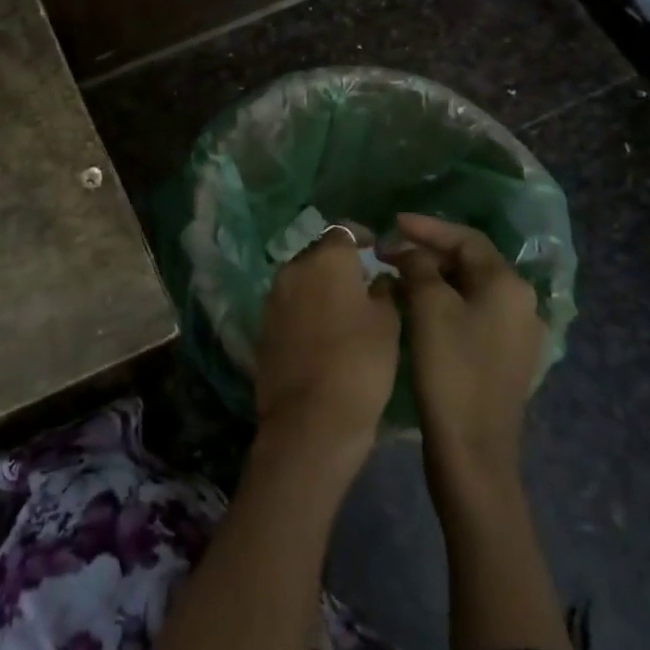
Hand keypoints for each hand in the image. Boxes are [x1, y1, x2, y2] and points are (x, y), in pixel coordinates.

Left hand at [256, 228, 399, 458]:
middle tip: (363, 283)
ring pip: (301, 279)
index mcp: (326, 259)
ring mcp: (273, 297)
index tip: (376, 250)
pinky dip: (304, 309)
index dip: (362, 237)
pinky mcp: (263, 325)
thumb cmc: (360, 363)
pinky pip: (288, 305)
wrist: (311, 418)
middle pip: (318, 254)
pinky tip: (322, 332)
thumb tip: (378, 277)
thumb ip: (383, 291)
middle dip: (338, 263)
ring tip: (344, 309)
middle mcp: (293, 268)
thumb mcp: (387, 324)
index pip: (343, 231)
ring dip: (319, 286)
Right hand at [385, 213, 543, 501]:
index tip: (392, 222)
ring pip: (470, 289)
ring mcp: (517, 334)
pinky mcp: (505, 359)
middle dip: (429, 253)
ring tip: (397, 278)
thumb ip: (419, 266)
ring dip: (434, 278)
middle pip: (471, 262)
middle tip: (389, 253)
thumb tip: (413, 253)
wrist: (472, 450)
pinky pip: (473, 314)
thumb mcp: (428, 307)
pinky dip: (444, 304)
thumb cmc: (450, 369)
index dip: (427, 227)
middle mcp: (522, 304)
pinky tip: (418, 311)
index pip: (466, 238)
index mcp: (508, 285)